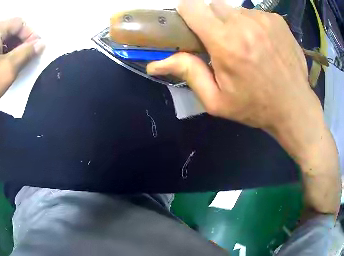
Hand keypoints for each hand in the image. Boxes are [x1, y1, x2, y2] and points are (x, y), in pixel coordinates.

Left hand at [0, 17, 43, 127]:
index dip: (31, 35)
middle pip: (8, 30)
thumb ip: (26, 53)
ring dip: (10, 50)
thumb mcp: (8, 69)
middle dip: (21, 43)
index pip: (19, 23)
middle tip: (27, 61)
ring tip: (14, 67)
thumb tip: (41, 43)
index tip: (37, 52)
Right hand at [147, 0, 322, 148]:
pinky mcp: (276, 19)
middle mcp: (243, 23)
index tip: (193, 26)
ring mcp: (262, 19)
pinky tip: (264, 44)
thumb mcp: (217, 100)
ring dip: (236, 23)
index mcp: (225, 42)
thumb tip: (155, 63)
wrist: (294, 107)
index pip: (192, 7)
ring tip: (249, 45)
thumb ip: (188, 74)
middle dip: (214, 21)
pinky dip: (254, 25)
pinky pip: (255, 14)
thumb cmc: (255, 106)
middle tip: (225, 42)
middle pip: (214, 6)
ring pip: (236, 9)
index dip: (188, 14)